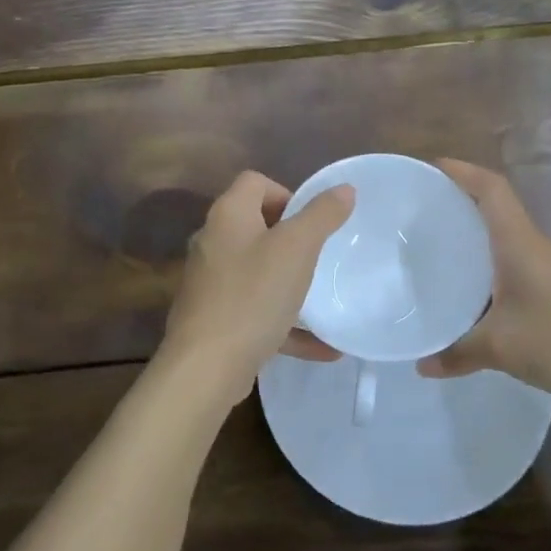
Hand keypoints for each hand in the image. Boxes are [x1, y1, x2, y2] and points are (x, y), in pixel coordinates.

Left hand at [156, 171, 351, 406]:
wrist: (206, 367)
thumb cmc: (253, 295)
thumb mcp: (297, 249)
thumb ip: (322, 215)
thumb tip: (345, 188)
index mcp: (229, 215)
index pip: (255, 182)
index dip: (286, 193)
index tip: (310, 222)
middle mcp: (213, 242)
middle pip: (255, 225)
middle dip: (290, 239)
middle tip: (318, 256)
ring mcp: (210, 283)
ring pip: (257, 271)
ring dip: (290, 282)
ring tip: (321, 296)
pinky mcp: (215, 319)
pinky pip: (257, 311)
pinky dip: (286, 323)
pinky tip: (322, 347)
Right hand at [417, 160, 550, 409]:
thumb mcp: (502, 348)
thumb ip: (457, 352)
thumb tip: (422, 364)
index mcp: (518, 242)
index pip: (490, 188)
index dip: (461, 171)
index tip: (429, 168)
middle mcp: (532, 246)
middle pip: (494, 208)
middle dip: (458, 201)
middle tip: (418, 211)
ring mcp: (546, 270)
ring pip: (502, 240)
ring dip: (472, 236)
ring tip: (434, 247)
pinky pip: (511, 268)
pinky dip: (486, 269)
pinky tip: (469, 293)